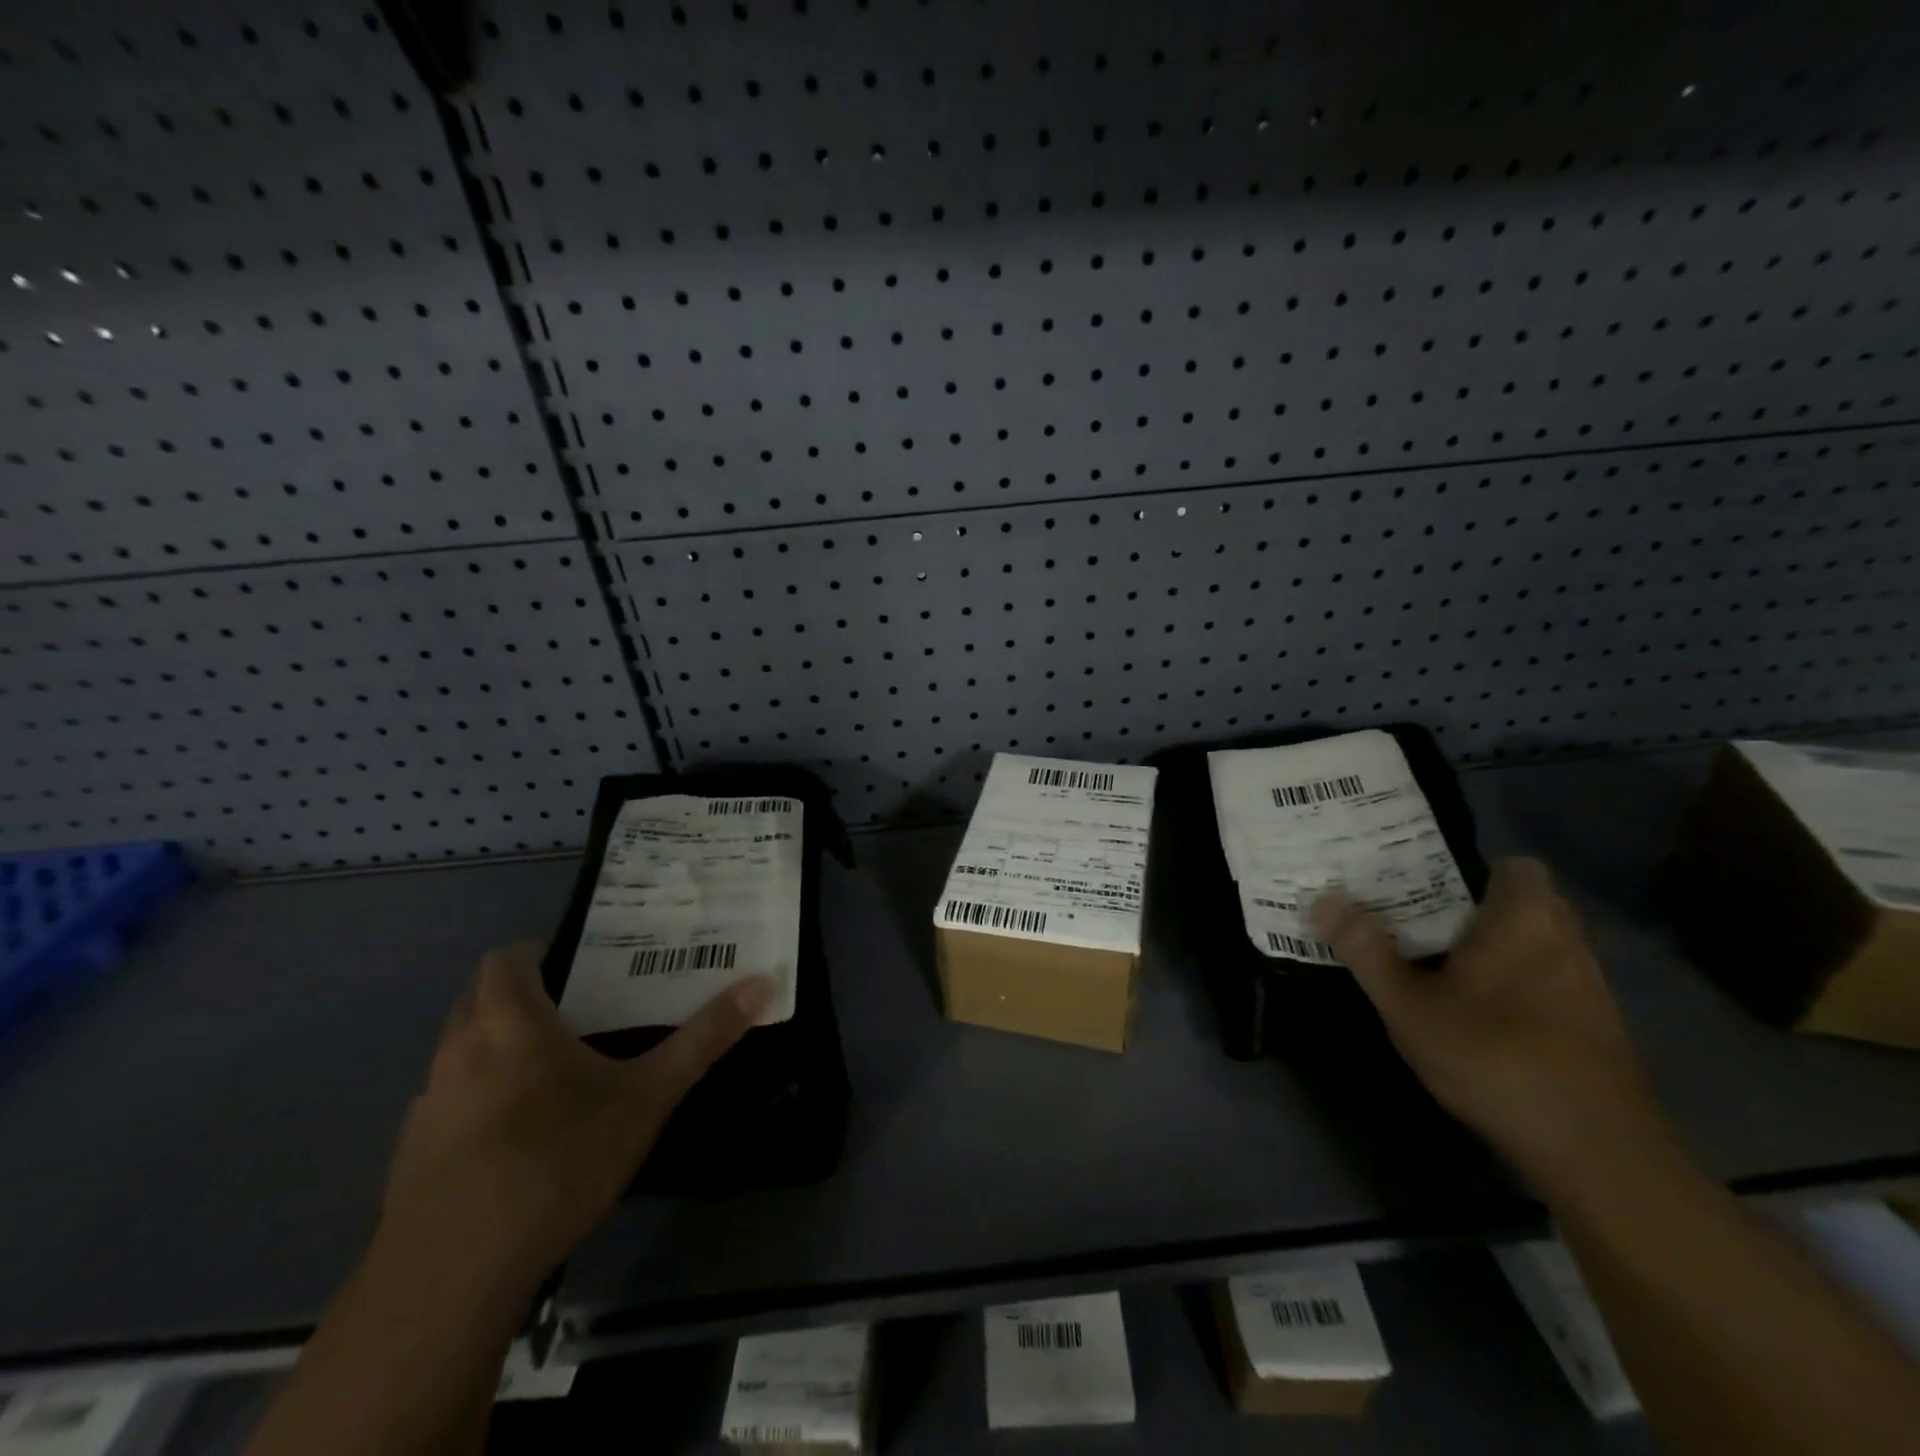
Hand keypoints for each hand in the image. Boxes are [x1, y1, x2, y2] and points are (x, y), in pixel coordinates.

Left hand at [377, 942, 770, 1289]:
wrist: (451, 1278)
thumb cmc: (557, 1161)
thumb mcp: (647, 1098)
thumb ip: (702, 1039)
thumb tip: (762, 983)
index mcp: (509, 1022)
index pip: (505, 958)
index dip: (536, 953)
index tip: (578, 966)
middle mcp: (457, 1051)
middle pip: (478, 998)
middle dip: (520, 996)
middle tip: (578, 1012)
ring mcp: (427, 1105)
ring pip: (460, 1051)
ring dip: (497, 1048)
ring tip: (554, 1074)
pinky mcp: (410, 1157)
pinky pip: (448, 1103)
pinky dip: (478, 1101)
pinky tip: (516, 1141)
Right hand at [1311, 858, 1658, 1179]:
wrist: (1597, 1153)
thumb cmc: (1495, 1057)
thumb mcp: (1409, 1006)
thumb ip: (1366, 951)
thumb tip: (1324, 899)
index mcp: (1524, 920)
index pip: (1515, 866)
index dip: (1474, 869)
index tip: (1426, 883)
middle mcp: (1566, 942)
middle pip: (1524, 904)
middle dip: (1476, 909)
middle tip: (1418, 921)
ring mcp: (1590, 988)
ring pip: (1539, 946)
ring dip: (1498, 950)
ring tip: (1440, 965)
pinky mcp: (1599, 1030)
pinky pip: (1552, 984)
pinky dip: (1519, 986)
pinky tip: (1482, 1016)